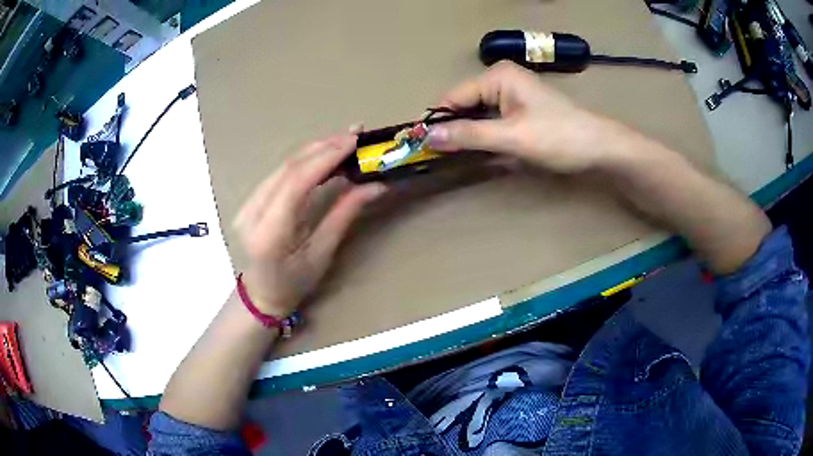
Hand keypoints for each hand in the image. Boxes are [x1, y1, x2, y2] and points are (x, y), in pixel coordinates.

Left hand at [233, 134, 385, 317]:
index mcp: (270, 234)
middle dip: (323, 147)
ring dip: (315, 150)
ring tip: (343, 140)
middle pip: (288, 168)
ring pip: (283, 166)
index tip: (353, 142)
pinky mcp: (251, 199)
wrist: (261, 293)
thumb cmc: (293, 283)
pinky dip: (304, 160)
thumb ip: (345, 214)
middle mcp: (252, 213)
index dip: (325, 158)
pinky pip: (280, 172)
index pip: (296, 183)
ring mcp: (248, 204)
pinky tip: (323, 154)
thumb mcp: (322, 253)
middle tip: (355, 134)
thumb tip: (376, 185)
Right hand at [426, 61, 622, 173]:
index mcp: (497, 76)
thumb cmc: (559, 137)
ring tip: (455, 159)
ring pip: (477, 116)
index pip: (453, 97)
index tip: (421, 148)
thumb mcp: (512, 137)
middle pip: (464, 106)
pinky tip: (479, 154)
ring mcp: (512, 95)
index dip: (437, 122)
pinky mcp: (520, 111)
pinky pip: (492, 122)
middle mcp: (501, 79)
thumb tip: (426, 137)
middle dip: (453, 130)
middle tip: (437, 159)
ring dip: (468, 136)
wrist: (600, 148)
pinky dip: (484, 138)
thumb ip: (469, 135)